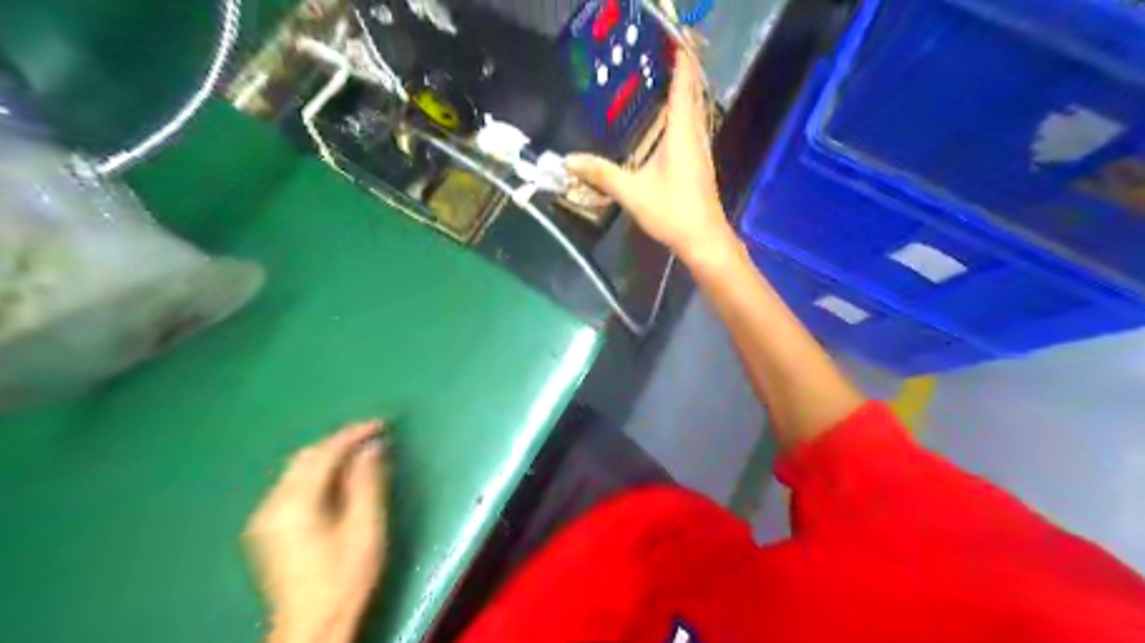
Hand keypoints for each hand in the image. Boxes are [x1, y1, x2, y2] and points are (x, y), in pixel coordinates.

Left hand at [243, 420, 390, 642]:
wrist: (311, 626)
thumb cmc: (345, 577)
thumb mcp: (365, 527)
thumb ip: (367, 482)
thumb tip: (372, 446)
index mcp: (295, 504)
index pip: (324, 454)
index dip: (352, 434)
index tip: (380, 424)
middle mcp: (272, 505)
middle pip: (305, 457)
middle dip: (338, 442)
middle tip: (372, 436)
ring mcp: (264, 518)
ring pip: (296, 470)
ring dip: (327, 456)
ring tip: (359, 453)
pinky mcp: (266, 529)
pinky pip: (291, 485)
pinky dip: (316, 473)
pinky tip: (336, 478)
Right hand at [563, 50, 732, 263]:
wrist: (704, 239)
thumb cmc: (671, 212)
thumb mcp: (631, 193)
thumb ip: (601, 174)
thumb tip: (568, 160)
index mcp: (681, 134)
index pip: (683, 86)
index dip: (681, 61)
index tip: (674, 41)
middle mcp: (695, 136)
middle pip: (694, 94)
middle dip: (685, 71)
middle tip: (669, 54)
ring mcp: (702, 150)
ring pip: (697, 111)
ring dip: (688, 92)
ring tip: (672, 78)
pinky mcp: (701, 164)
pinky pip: (695, 127)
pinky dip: (687, 112)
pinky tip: (676, 121)